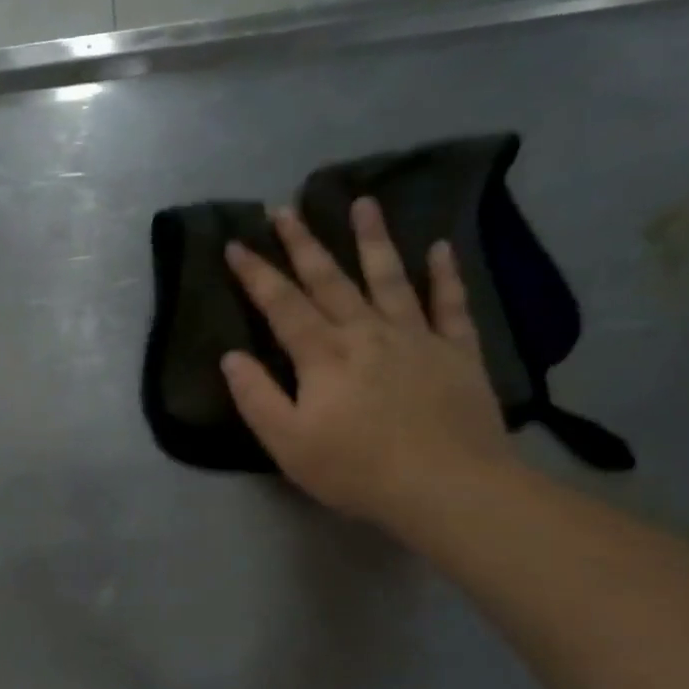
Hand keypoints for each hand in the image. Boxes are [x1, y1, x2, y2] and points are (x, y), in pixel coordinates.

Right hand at [220, 198, 514, 531]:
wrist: (447, 487)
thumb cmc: (355, 469)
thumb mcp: (287, 442)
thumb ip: (256, 397)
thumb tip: (231, 357)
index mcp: (322, 355)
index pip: (282, 305)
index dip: (257, 274)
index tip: (237, 243)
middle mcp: (367, 333)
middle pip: (330, 280)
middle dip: (304, 244)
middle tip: (286, 209)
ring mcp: (416, 338)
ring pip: (390, 278)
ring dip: (373, 239)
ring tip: (363, 202)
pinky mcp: (457, 352)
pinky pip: (450, 305)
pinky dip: (446, 275)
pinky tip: (441, 248)